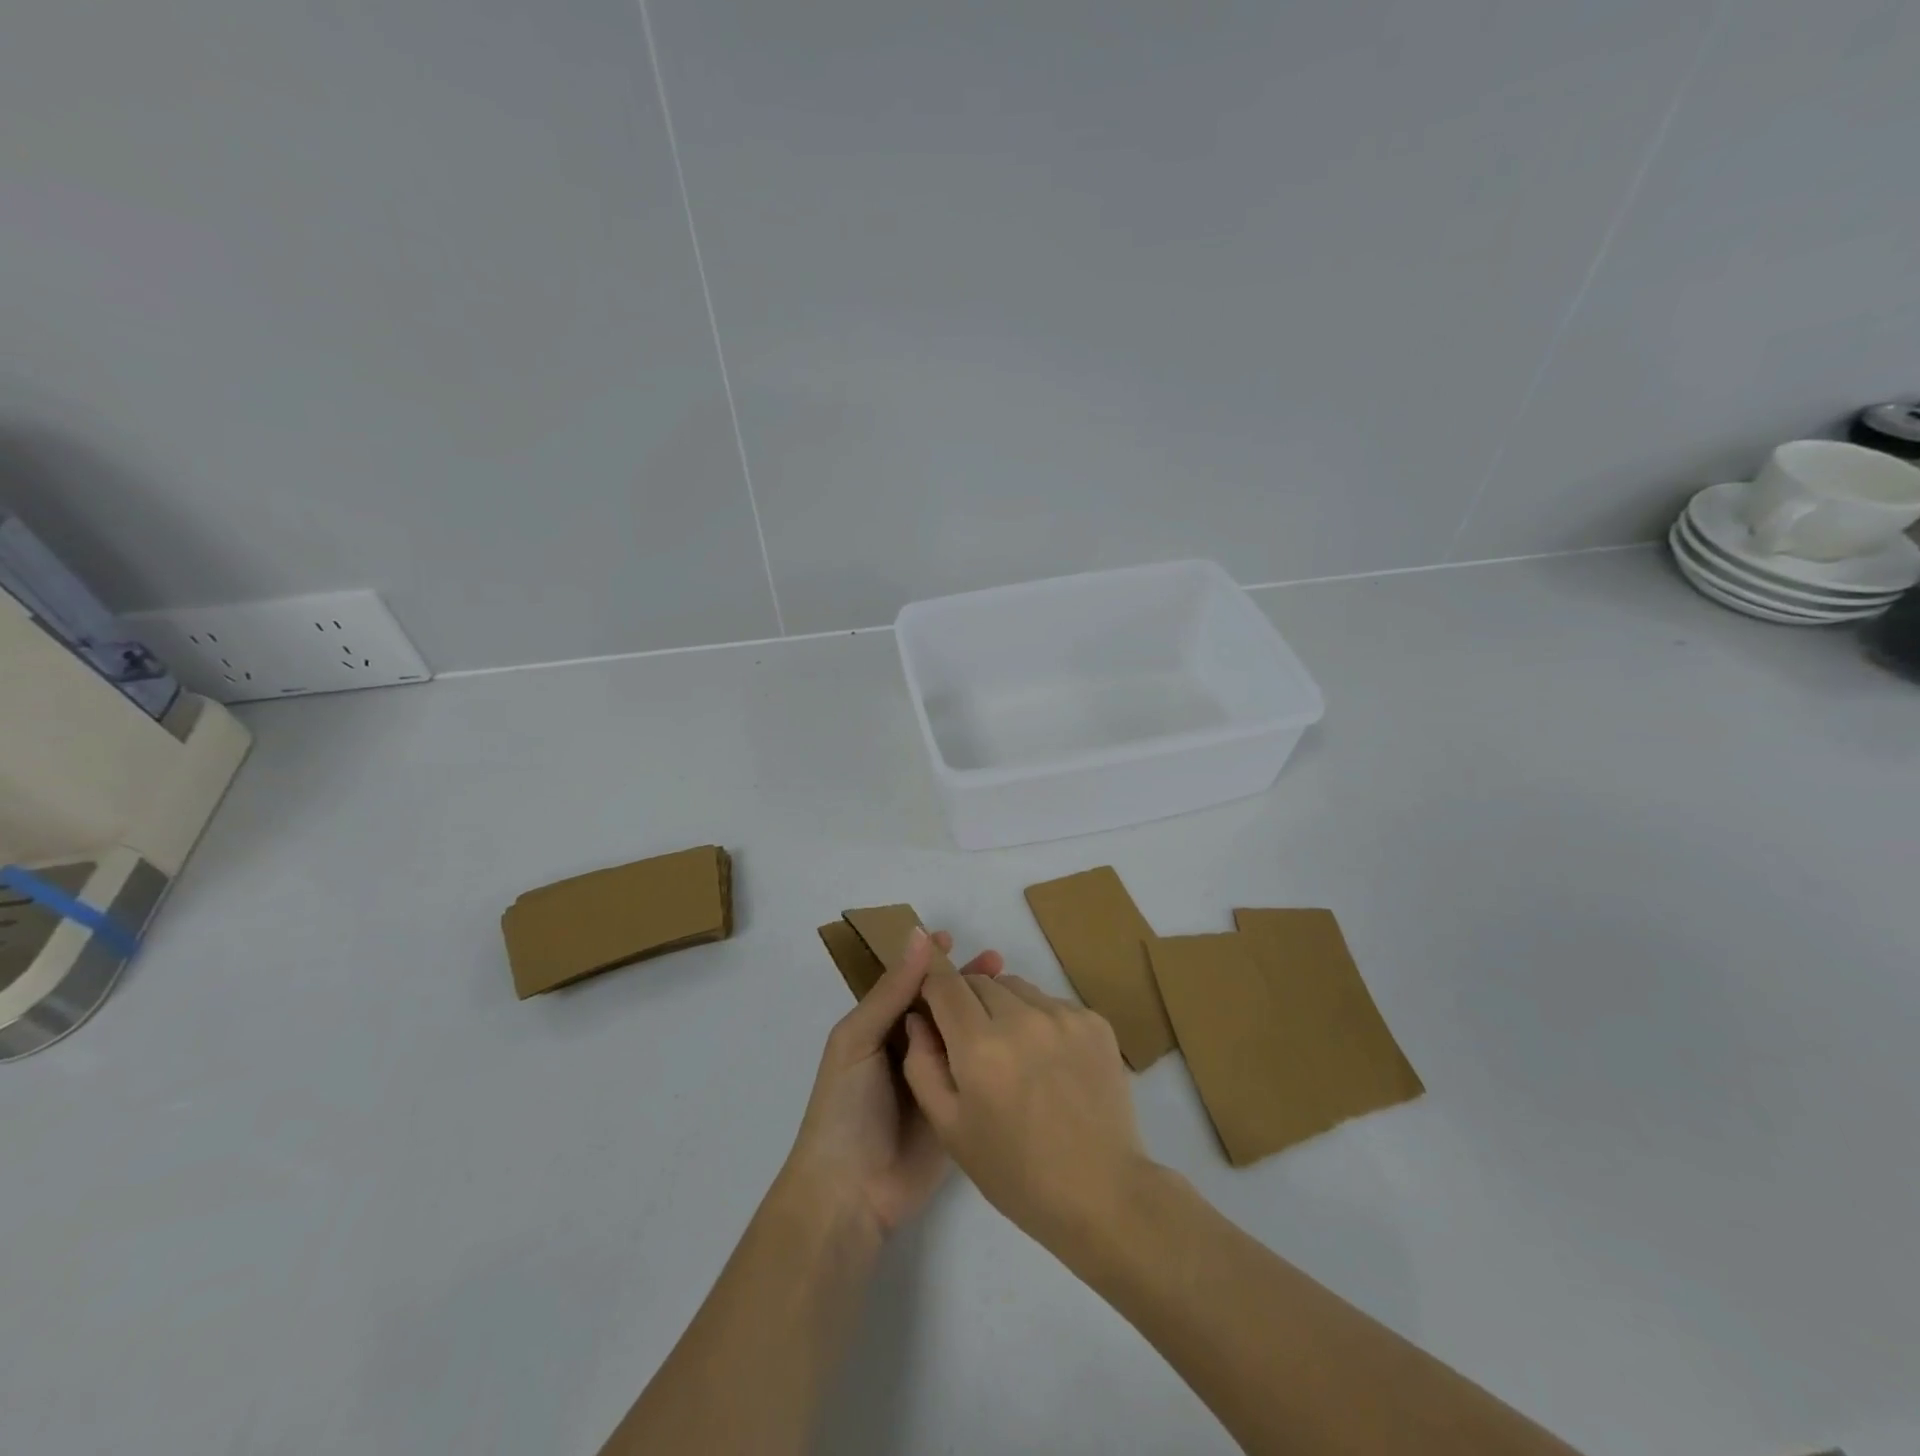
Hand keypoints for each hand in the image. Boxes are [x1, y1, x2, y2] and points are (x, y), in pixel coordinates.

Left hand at [782, 928, 1002, 1241]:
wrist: (851, 1194)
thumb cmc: (845, 1107)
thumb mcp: (858, 1040)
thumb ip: (891, 991)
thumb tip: (919, 935)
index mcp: (880, 1027)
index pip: (910, 983)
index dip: (930, 961)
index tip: (955, 938)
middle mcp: (908, 1047)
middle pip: (941, 1005)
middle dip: (964, 981)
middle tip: (998, 961)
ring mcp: (934, 1077)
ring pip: (961, 1033)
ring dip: (982, 1011)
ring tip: (1013, 990)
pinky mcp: (956, 1106)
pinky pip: (975, 1071)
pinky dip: (993, 1050)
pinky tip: (1016, 1035)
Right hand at [901, 969, 1145, 1252]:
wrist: (1101, 1192)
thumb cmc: (1015, 1171)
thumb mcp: (949, 1128)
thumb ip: (922, 1064)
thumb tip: (918, 1018)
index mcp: (980, 1046)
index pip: (945, 982)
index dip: (932, 983)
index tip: (931, 999)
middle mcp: (1022, 1018)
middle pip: (981, 982)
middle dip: (967, 1001)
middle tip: (973, 1044)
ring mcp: (1063, 1015)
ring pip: (1017, 987)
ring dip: (1005, 1007)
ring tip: (1014, 1054)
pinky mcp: (1094, 1021)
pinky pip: (1051, 1002)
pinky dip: (1040, 1019)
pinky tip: (1048, 1061)